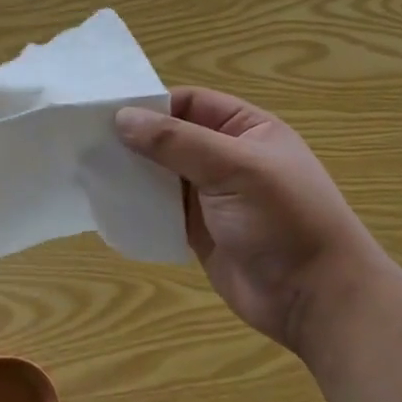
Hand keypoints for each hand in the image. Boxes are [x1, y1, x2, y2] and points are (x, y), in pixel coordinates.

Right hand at [115, 87, 399, 356]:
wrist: (315, 298)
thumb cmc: (283, 219)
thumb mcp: (234, 168)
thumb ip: (176, 142)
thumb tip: (121, 118)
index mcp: (247, 130)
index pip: (190, 103)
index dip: (151, 105)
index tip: (106, 112)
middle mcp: (227, 158)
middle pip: (171, 138)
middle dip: (135, 140)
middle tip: (86, 141)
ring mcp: (212, 197)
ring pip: (162, 174)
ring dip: (133, 173)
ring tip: (89, 168)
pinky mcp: (198, 231)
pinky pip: (162, 210)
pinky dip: (139, 205)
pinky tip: (109, 202)